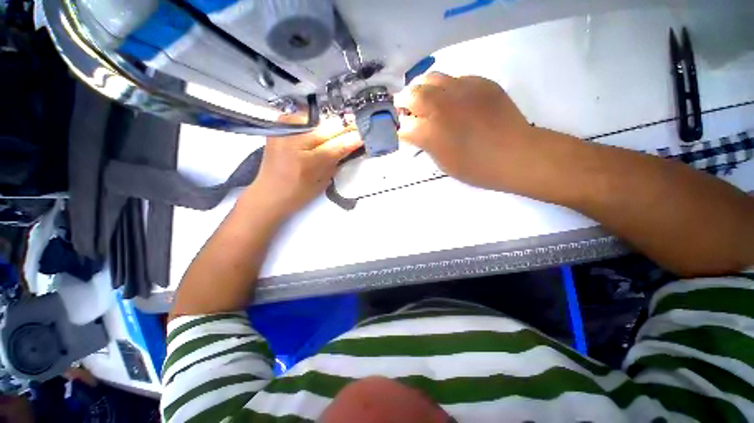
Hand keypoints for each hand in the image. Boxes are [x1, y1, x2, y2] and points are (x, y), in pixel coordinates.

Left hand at [246, 117, 362, 216]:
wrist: (269, 192)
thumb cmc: (299, 193)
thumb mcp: (324, 180)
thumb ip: (338, 159)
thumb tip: (353, 142)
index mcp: (308, 161)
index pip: (339, 144)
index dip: (354, 138)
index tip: (365, 134)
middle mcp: (295, 140)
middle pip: (329, 127)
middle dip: (345, 127)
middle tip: (357, 127)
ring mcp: (285, 129)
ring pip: (318, 118)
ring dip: (331, 123)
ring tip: (340, 128)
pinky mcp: (279, 125)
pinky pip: (304, 117)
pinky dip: (316, 121)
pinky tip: (321, 127)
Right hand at [396, 72, 538, 191]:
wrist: (515, 154)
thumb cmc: (475, 167)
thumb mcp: (443, 163)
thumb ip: (426, 144)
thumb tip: (419, 132)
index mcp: (430, 132)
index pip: (405, 125)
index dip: (403, 129)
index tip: (406, 132)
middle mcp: (440, 107)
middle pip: (411, 95)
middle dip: (404, 101)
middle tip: (406, 107)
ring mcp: (461, 90)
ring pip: (431, 78)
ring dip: (422, 88)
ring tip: (426, 97)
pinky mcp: (480, 82)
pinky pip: (455, 78)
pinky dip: (446, 87)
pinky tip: (452, 98)